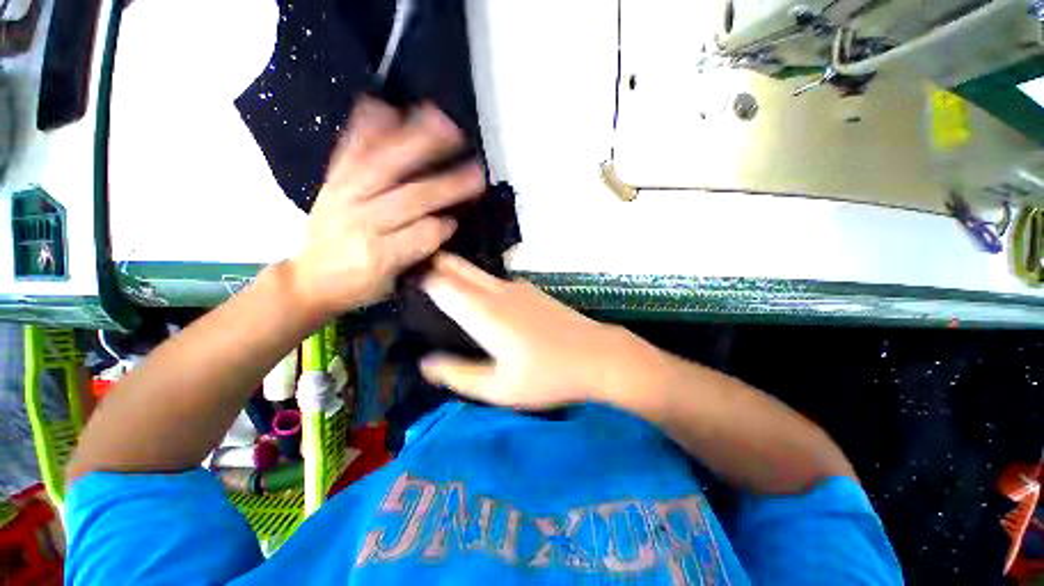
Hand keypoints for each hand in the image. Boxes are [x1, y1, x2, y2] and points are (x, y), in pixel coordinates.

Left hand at [288, 97, 484, 319]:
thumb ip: (418, 254)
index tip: (460, 219)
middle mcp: (360, 221)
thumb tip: (446, 224)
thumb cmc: (358, 286)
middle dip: (447, 184)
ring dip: (417, 143)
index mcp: (378, 255)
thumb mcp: (392, 283)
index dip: (444, 225)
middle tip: (476, 171)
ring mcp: (343, 195)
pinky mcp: (331, 181)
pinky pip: (350, 150)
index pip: (422, 234)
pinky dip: (367, 127)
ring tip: (444, 124)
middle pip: (410, 198)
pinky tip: (385, 106)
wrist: (309, 278)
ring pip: (384, 165)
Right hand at [419, 254, 642, 408]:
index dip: (418, 278)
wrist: (597, 355)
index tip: (400, 281)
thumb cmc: (547, 376)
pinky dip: (475, 283)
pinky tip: (476, 301)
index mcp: (484, 312)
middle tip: (412, 276)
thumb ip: (458, 374)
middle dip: (433, 265)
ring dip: (454, 273)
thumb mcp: (499, 388)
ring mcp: (517, 287)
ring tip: (437, 287)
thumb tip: (425, 363)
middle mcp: (497, 291)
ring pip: (475, 272)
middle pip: (457, 267)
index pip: (441, 283)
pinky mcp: (530, 291)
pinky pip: (493, 281)